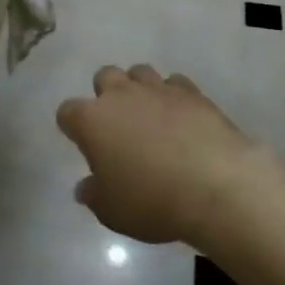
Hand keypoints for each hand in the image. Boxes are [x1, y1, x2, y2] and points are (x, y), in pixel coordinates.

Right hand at [56, 65, 265, 248]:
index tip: (83, 145)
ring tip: (150, 117)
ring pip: (140, 72)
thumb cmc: (152, 201)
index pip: (67, 112)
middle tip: (118, 126)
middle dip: (106, 95)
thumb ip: (94, 195)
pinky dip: (174, 96)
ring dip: (139, 89)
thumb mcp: (112, 211)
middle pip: (104, 77)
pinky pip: (175, 83)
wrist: (216, 186)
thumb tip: (85, 186)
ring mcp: (158, 89)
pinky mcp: (192, 92)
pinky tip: (182, 118)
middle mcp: (121, 95)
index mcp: (92, 120)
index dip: (72, 127)